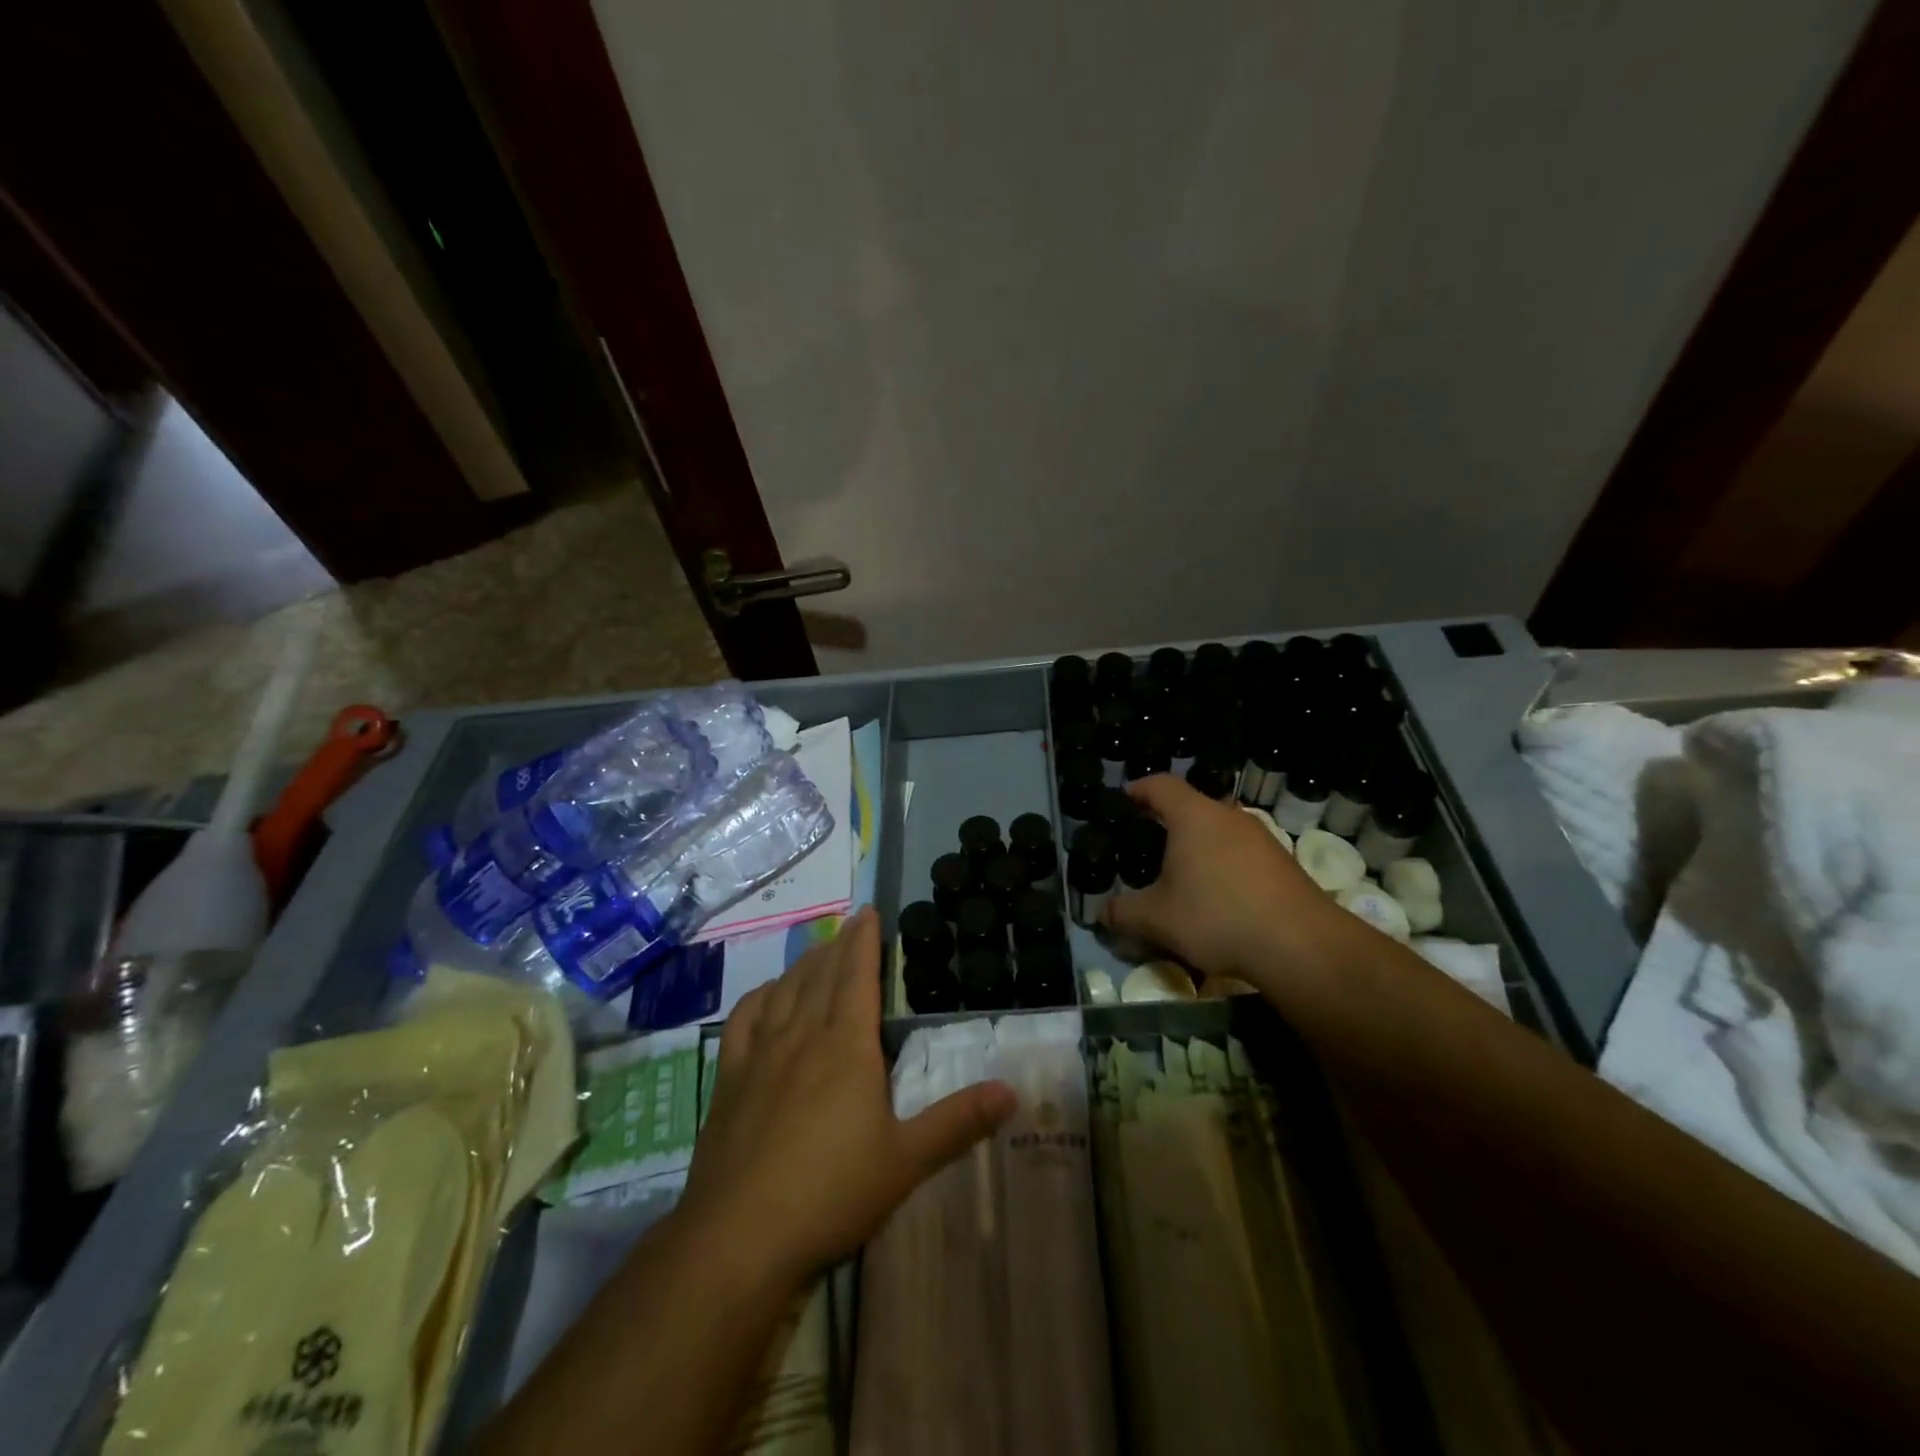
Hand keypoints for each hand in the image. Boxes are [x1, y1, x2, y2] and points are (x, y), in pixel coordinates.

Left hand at [678, 908, 1015, 1286]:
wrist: (738, 1238)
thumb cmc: (831, 1193)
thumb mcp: (906, 1161)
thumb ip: (958, 1122)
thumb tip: (1012, 1091)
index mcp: (846, 1045)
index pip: (857, 974)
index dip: (864, 940)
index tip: (869, 911)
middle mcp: (802, 1035)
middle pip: (821, 974)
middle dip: (838, 944)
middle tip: (850, 924)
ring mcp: (760, 1055)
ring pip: (785, 990)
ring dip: (804, 964)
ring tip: (817, 951)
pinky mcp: (730, 1080)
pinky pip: (745, 1021)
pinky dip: (761, 997)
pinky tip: (767, 997)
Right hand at [1103, 775, 1347, 987]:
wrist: (1301, 945)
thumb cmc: (1217, 916)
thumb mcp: (1157, 919)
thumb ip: (1123, 912)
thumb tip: (1103, 914)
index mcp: (1194, 816)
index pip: (1160, 785)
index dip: (1138, 790)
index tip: (1123, 801)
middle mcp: (1228, 816)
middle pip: (1191, 806)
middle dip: (1167, 822)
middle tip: (1146, 846)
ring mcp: (1261, 838)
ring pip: (1219, 831)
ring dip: (1198, 846)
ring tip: (1181, 875)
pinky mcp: (1283, 863)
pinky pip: (1241, 853)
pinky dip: (1223, 865)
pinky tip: (1218, 898)